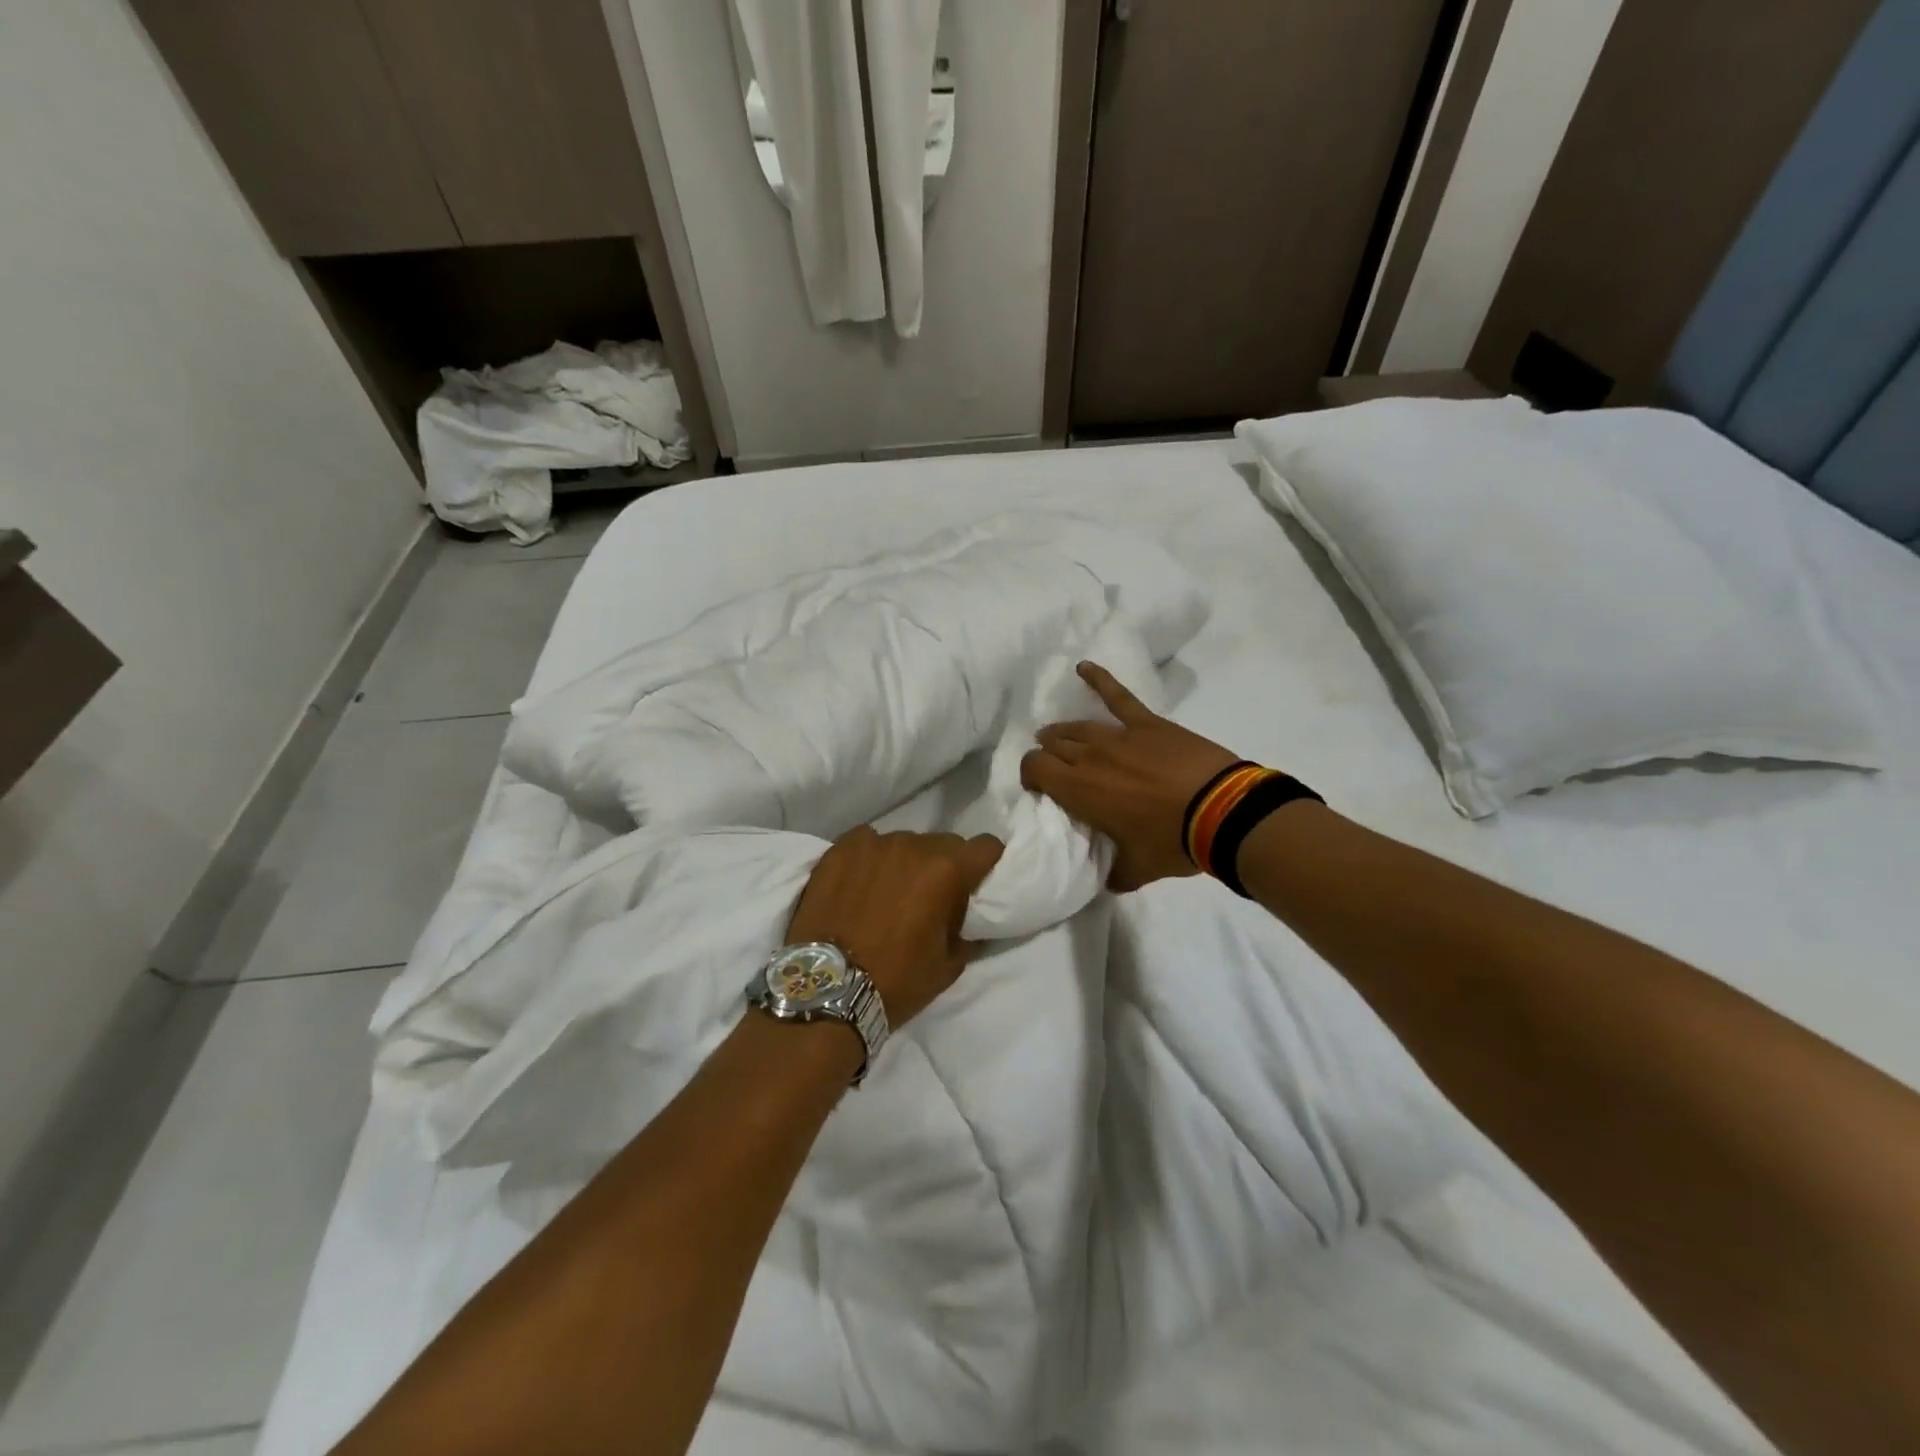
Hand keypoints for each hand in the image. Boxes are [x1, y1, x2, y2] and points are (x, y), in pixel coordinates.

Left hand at [786, 826, 1004, 1026]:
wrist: (825, 991)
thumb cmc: (896, 981)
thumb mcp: (949, 965)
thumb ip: (966, 928)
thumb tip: (968, 916)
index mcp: (946, 870)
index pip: (986, 846)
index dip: (987, 863)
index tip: (978, 881)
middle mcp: (912, 846)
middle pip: (944, 843)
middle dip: (945, 865)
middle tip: (931, 896)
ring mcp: (873, 844)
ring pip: (904, 842)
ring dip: (905, 862)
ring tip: (889, 892)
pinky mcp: (840, 849)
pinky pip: (867, 842)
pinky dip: (870, 858)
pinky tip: (860, 883)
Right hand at [1021, 661, 1239, 890]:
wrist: (1224, 811)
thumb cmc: (1174, 842)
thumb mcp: (1137, 869)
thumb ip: (1115, 874)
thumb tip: (1107, 881)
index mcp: (1079, 790)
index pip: (1035, 769)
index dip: (1031, 775)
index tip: (1040, 789)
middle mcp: (1089, 756)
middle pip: (1053, 745)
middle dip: (1046, 755)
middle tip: (1054, 769)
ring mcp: (1118, 735)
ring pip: (1077, 726)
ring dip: (1063, 732)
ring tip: (1058, 736)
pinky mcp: (1146, 723)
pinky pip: (1118, 696)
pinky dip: (1099, 679)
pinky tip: (1083, 666)